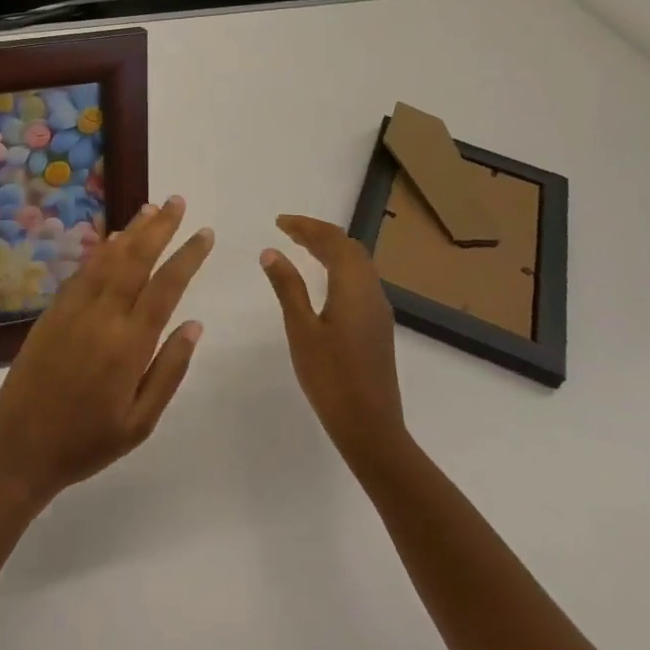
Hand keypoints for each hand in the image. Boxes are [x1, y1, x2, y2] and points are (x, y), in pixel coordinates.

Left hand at [0, 197, 214, 507]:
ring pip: (107, 260)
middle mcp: (101, 317)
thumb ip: (169, 371)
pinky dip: (100, 252)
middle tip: (177, 202)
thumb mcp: (140, 422)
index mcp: (129, 344)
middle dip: (159, 228)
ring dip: (130, 232)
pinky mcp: (52, 313)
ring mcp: (72, 310)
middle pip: (135, 260)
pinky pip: (82, 273)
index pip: (165, 287)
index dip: (187, 256)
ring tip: (150, 209)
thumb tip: (193, 324)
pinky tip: (111, 242)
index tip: (204, 233)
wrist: (19, 448)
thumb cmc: (87, 443)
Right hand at [260, 215, 407, 476]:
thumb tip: (272, 252)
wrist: (370, 426)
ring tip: (301, 248)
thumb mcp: (301, 330)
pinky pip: (359, 281)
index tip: (279, 222)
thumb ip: (288, 288)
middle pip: (350, 248)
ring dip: (331, 249)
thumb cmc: (331, 377)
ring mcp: (378, 310)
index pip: (333, 241)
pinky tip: (322, 280)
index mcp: (353, 287)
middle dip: (320, 234)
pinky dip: (339, 268)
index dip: (307, 227)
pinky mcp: (377, 326)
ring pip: (358, 264)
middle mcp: (372, 292)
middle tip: (288, 230)